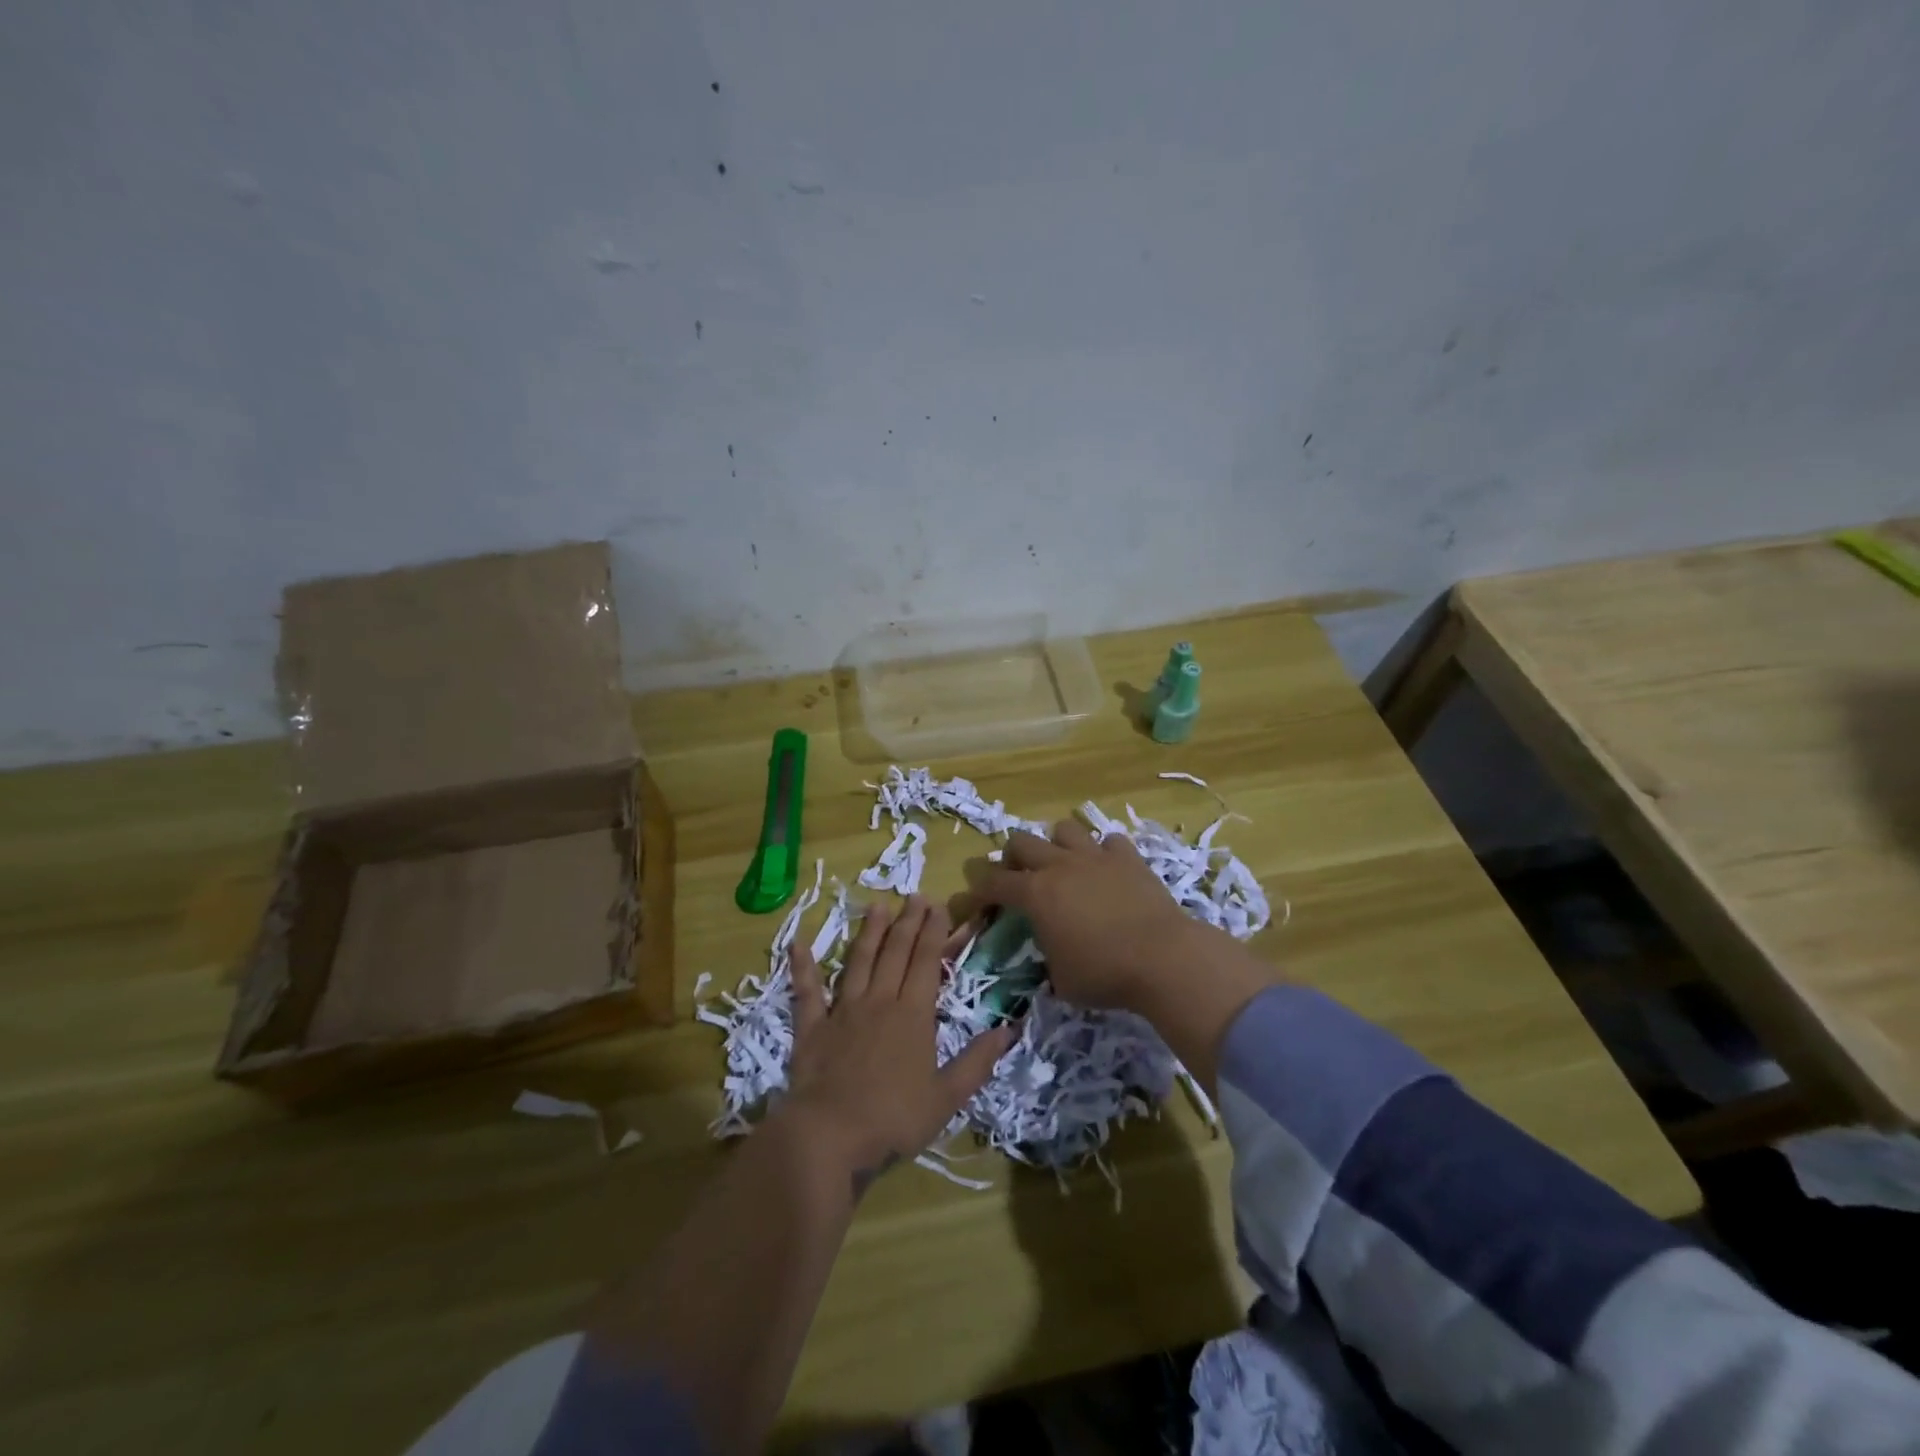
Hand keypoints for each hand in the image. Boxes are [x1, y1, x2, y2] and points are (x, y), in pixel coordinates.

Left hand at [776, 896, 1015, 1199]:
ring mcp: (842, 1011)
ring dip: (869, 932)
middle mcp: (879, 1001)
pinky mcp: (812, 1027)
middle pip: (896, 953)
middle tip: (915, 896)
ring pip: (859, 961)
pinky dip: (802, 967)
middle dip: (908, 922)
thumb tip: (1009, 1029)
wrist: (830, 1134)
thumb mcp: (947, 1097)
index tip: (939, 906)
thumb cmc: (894, 1118)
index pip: (926, 963)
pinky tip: (798, 943)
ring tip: (877, 905)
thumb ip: (977, 1061)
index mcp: (913, 1015)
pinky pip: (807, 991)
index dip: (934, 932)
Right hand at [973, 818, 1206, 1013]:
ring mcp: (1095, 857)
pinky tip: (1107, 870)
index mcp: (1035, 894)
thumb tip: (1050, 950)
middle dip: (1013, 857)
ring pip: (1064, 828)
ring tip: (1064, 865)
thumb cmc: (1104, 974)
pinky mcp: (1128, 858)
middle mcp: (1060, 866)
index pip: (994, 882)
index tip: (975, 898)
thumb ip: (1047, 956)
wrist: (1163, 957)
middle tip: (1019, 877)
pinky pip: (1109, 841)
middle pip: (1021, 841)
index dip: (979, 889)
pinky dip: (1103, 853)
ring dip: (1057, 844)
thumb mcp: (1061, 979)